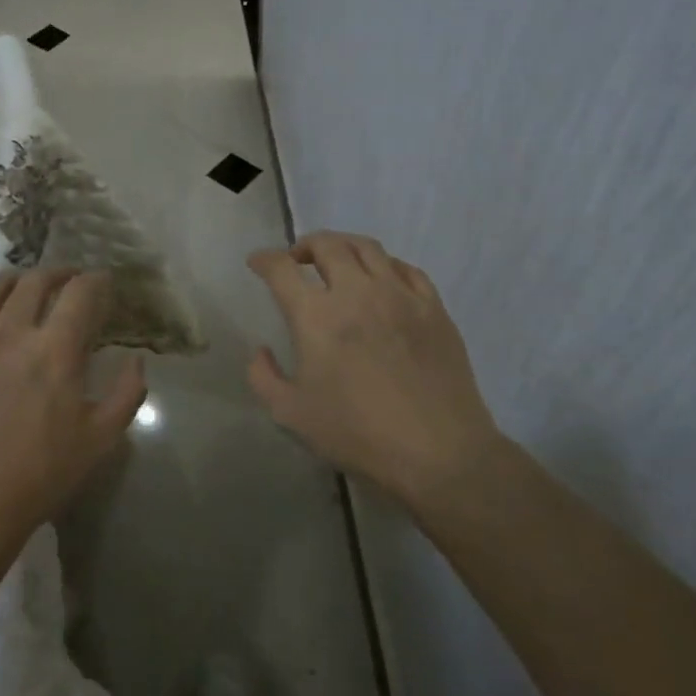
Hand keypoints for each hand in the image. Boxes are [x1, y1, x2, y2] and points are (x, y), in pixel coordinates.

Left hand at [0, 268, 146, 549]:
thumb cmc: (40, 475)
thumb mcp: (101, 439)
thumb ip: (126, 394)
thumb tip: (137, 361)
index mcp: (55, 349)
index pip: (80, 292)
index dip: (96, 280)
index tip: (103, 281)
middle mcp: (10, 332)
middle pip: (35, 281)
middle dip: (58, 272)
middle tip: (69, 280)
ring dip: (15, 280)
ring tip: (25, 287)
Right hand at [247, 232, 498, 508]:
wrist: (438, 451)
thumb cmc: (357, 433)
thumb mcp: (291, 414)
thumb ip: (264, 377)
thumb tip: (261, 351)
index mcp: (316, 316)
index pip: (282, 269)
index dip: (264, 259)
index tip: (258, 262)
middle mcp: (356, 292)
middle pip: (327, 245)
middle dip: (304, 245)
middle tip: (297, 259)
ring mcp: (399, 295)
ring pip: (367, 247)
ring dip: (343, 246)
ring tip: (336, 260)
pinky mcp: (433, 307)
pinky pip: (406, 268)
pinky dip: (385, 264)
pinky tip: (382, 279)